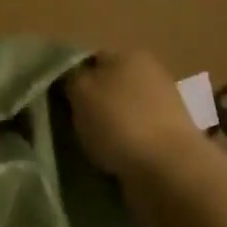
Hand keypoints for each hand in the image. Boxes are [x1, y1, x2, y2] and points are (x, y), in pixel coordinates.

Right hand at [64, 50, 206, 201]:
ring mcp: (165, 106)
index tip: (55, 98)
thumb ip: (69, 76)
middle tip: (69, 122)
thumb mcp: (80, 91)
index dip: (69, 76)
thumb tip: (67, 73)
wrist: (170, 171)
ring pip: (121, 110)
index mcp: (129, 54)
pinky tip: (111, 157)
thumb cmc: (119, 122)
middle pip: (107, 84)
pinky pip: (136, 134)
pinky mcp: (172, 137)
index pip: (89, 58)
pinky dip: (123, 143)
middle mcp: (150, 73)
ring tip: (88, 144)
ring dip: (106, 125)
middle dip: (90, 101)